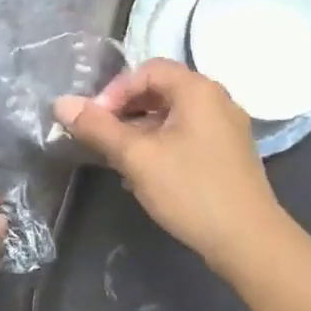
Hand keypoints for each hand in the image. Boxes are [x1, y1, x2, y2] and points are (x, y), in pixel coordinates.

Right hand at [53, 60, 281, 269]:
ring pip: (173, 116)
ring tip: (119, 159)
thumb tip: (61, 103)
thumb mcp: (136, 157)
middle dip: (126, 110)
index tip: (95, 121)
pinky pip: (188, 135)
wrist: (248, 240)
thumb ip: (97, 128)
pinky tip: (146, 174)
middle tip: (102, 138)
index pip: (147, 70)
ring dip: (141, 130)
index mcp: (198, 90)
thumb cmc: (190, 190)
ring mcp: (226, 128)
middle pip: (161, 90)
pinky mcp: (229, 154)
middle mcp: (217, 100)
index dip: (115, 90)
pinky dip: (162, 144)